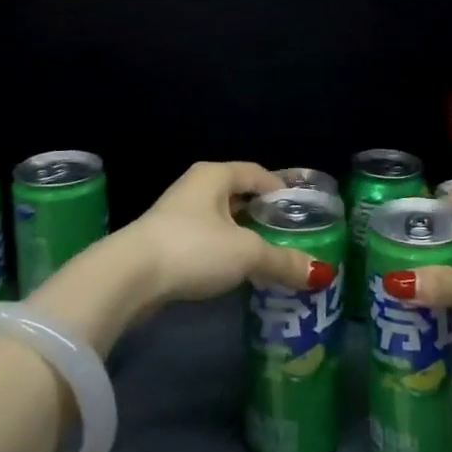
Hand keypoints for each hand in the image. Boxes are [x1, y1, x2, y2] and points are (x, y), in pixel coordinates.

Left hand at [121, 161, 334, 307]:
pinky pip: (206, 243)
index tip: (303, 210)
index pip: (257, 173)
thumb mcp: (246, 253)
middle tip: (292, 235)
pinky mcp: (166, 245)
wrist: (128, 278)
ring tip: (272, 257)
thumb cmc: (193, 248)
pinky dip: (225, 254)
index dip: (281, 188)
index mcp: (214, 176)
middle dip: (264, 215)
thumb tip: (322, 274)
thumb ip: (284, 261)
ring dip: (244, 237)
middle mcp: (195, 188)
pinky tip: (239, 273)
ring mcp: (177, 216)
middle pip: (239, 197)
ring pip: (222, 222)